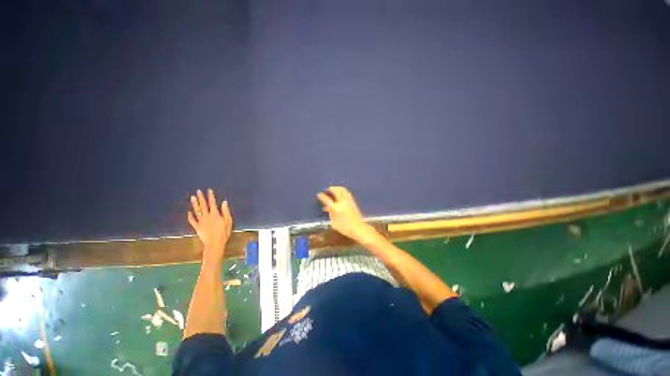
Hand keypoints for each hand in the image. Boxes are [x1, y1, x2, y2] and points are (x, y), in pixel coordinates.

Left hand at [188, 189, 232, 263]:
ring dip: (194, 204)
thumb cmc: (224, 232)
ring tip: (192, 197)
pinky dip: (190, 216)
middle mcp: (207, 216)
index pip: (212, 203)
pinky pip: (192, 220)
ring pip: (196, 211)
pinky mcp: (197, 227)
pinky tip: (189, 212)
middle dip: (201, 198)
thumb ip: (225, 211)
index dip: (210, 196)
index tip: (209, 190)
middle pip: (203, 205)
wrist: (215, 243)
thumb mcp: (228, 221)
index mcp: (215, 214)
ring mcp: (201, 221)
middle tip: (198, 191)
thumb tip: (224, 202)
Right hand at [317, 186, 373, 241]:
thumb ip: (330, 213)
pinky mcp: (353, 201)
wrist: (358, 228)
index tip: (319, 194)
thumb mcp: (334, 223)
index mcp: (336, 208)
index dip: (322, 196)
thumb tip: (326, 207)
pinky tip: (340, 192)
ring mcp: (348, 200)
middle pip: (336, 191)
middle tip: (327, 189)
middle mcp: (342, 202)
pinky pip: (346, 192)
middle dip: (330, 189)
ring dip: (337, 188)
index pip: (327, 199)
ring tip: (333, 189)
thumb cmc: (345, 228)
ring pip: (342, 190)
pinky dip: (342, 190)